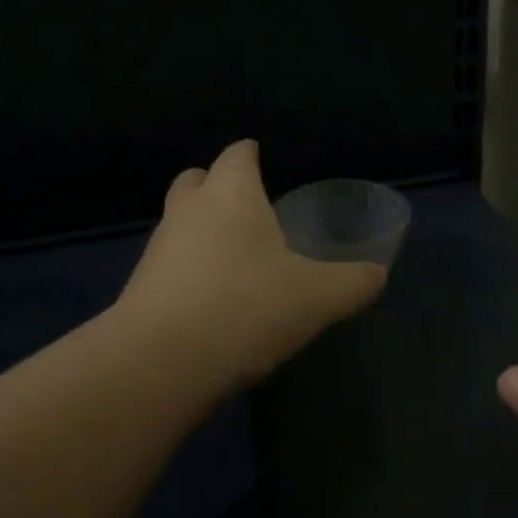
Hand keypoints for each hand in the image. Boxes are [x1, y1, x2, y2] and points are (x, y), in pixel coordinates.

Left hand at [117, 141, 386, 390]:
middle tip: (248, 209)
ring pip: (180, 222)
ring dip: (202, 230)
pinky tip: (213, 299)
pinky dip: (190, 269)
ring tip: (236, 259)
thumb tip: (376, 274)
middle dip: (218, 186)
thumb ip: (354, 282)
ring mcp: (158, 248)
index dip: (251, 154)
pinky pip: (170, 263)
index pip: (238, 154)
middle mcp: (188, 211)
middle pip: (197, 180)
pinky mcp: (141, 287)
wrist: (162, 363)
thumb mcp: (319, 299)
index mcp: (230, 195)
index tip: (263, 162)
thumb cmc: (246, 309)